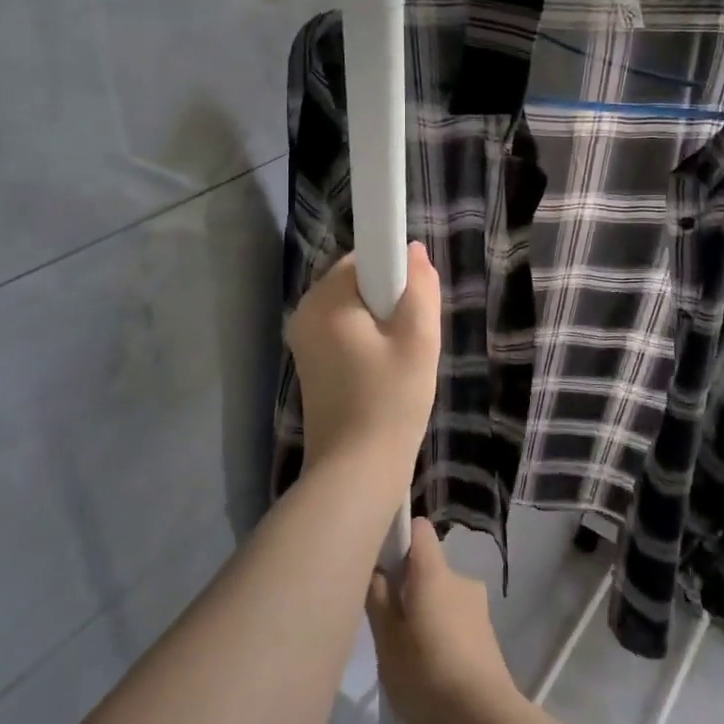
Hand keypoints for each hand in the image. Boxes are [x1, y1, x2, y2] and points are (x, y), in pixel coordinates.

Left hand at [287, 243, 440, 485]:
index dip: (395, 272)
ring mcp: (303, 341)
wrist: (357, 471)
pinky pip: (344, 332)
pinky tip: (385, 373)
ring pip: (353, 309)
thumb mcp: (418, 339)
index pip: (364, 257)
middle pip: (357, 282)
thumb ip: (420, 287)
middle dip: (390, 299)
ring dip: (382, 323)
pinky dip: (367, 341)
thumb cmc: (391, 400)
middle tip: (412, 337)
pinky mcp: (310, 364)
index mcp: (324, 300)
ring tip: (401, 359)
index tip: (413, 305)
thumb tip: (413, 251)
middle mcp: (304, 313)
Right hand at [365, 519, 517, 723]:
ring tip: (408, 657)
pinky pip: (455, 619)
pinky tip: (430, 672)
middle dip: (407, 588)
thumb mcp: (387, 642)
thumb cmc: (426, 676)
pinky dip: (441, 634)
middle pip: (427, 567)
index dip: (399, 537)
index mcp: (434, 572)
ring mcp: (477, 606)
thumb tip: (377, 569)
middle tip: (387, 625)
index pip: (419, 529)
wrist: (484, 723)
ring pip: (441, 596)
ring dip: (425, 614)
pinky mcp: (486, 634)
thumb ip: (379, 600)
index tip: (380, 563)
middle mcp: (460, 579)